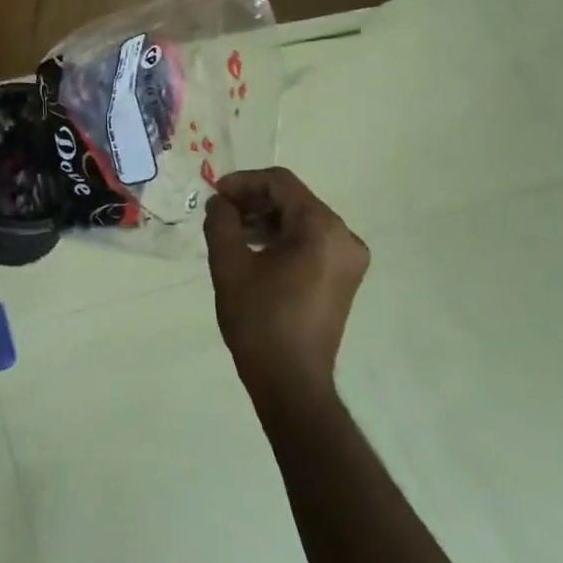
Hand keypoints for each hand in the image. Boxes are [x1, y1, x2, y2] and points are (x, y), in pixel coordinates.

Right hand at [203, 167, 368, 388]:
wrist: (291, 380)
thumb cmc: (259, 320)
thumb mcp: (229, 265)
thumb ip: (221, 222)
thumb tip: (220, 203)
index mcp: (322, 229)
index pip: (280, 183)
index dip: (243, 182)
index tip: (214, 196)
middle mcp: (344, 237)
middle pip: (293, 199)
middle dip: (253, 201)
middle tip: (219, 214)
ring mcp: (348, 258)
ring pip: (301, 219)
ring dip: (265, 219)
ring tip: (231, 233)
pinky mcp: (343, 276)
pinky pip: (310, 241)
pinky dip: (281, 237)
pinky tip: (253, 250)